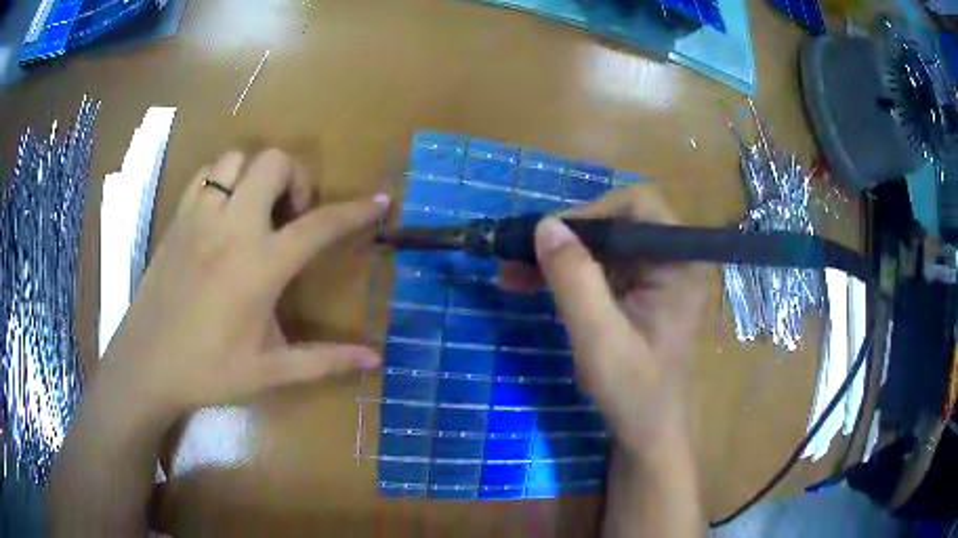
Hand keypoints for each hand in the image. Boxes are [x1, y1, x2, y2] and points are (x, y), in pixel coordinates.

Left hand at [98, 149, 387, 424]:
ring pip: (236, 158)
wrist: (146, 364)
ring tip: (257, 210)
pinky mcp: (177, 218)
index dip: (355, 212)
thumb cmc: (208, 371)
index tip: (380, 202)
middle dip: (296, 179)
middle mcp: (231, 227)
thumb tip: (374, 359)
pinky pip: (205, 173)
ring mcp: (199, 216)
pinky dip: (223, 178)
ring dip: (256, 174)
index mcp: (259, 265)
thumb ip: (325, 361)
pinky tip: (223, 211)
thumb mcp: (270, 371)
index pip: (319, 226)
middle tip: (292, 216)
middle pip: (274, 163)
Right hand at [503, 186, 705, 460]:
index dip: (593, 213)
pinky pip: (597, 269)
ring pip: (600, 246)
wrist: (647, 433)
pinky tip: (531, 285)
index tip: (552, 239)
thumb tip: (544, 224)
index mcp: (679, 264)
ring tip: (512, 273)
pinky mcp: (636, 294)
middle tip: (518, 256)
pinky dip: (564, 274)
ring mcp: (653, 277)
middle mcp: (671, 261)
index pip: (639, 206)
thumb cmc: (635, 391)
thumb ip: (574, 279)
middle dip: (565, 238)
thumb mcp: (600, 338)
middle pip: (615, 224)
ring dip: (558, 256)